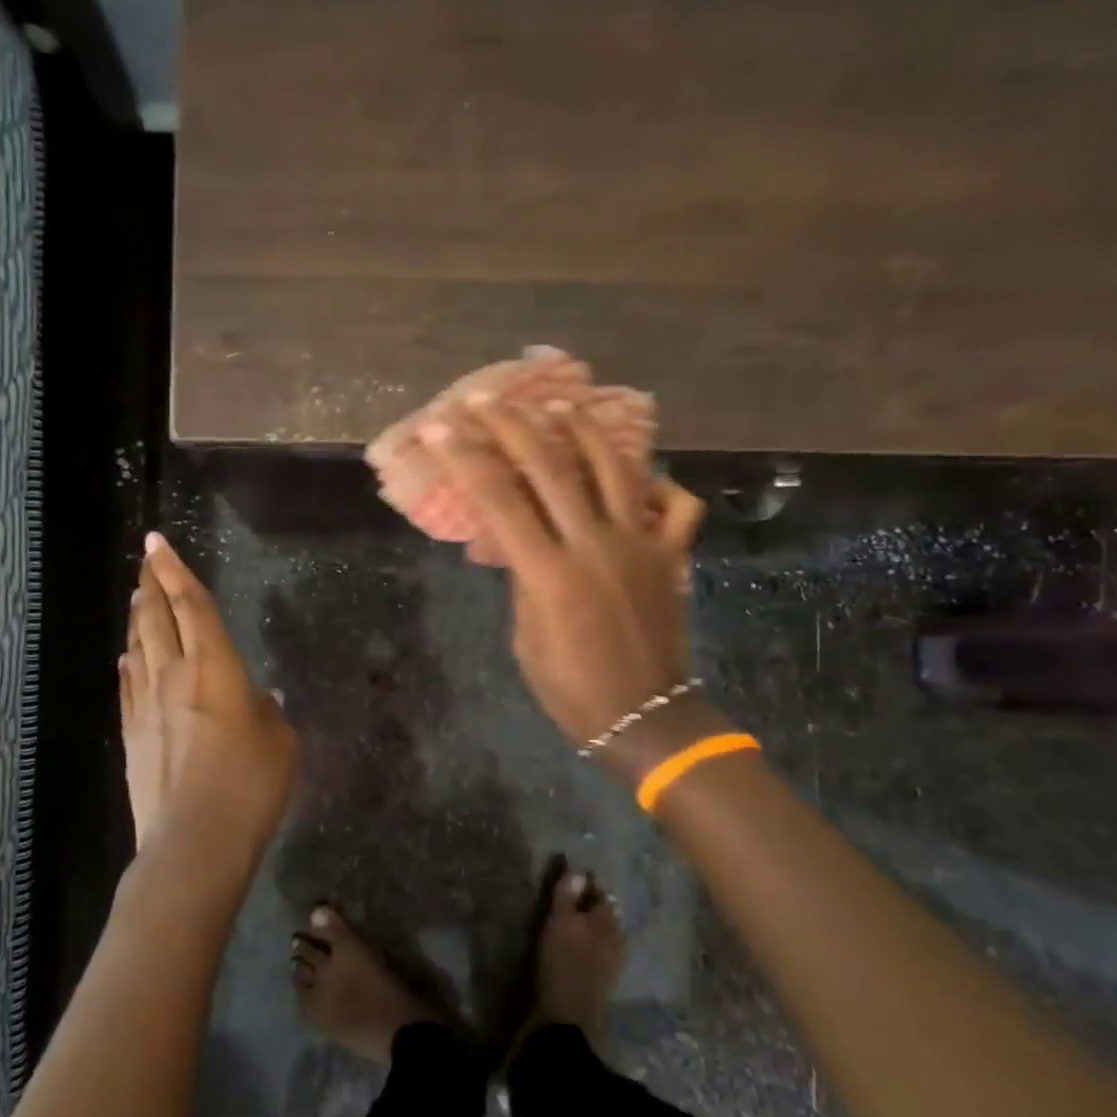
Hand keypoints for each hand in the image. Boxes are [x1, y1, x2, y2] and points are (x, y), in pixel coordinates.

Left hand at [121, 533, 297, 884]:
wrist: (193, 843)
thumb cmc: (249, 786)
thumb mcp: (280, 744)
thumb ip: (269, 714)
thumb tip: (260, 699)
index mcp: (215, 667)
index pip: (193, 605)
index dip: (175, 570)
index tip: (157, 543)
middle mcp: (174, 675)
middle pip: (156, 618)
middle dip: (150, 585)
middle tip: (145, 562)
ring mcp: (147, 706)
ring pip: (138, 648)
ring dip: (138, 619)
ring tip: (138, 599)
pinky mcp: (132, 736)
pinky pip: (128, 687)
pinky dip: (128, 665)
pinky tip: (126, 659)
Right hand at [420, 397, 706, 750]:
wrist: (644, 716)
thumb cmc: (570, 687)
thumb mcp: (525, 636)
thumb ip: (523, 578)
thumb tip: (517, 538)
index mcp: (549, 572)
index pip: (498, 500)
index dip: (466, 458)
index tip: (440, 426)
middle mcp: (594, 545)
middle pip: (551, 467)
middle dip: (513, 426)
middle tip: (486, 400)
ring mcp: (640, 544)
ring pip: (615, 468)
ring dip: (585, 430)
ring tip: (562, 405)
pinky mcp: (671, 555)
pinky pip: (676, 506)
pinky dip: (662, 484)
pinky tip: (643, 474)